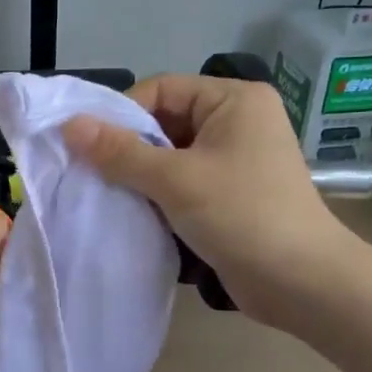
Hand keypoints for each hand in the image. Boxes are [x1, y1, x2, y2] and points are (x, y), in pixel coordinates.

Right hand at [61, 74, 360, 330]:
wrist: (303, 283)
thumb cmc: (242, 215)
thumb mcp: (175, 179)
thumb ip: (120, 152)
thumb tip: (69, 124)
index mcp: (233, 100)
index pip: (161, 89)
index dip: (122, 114)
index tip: (89, 147)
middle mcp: (237, 121)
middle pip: (165, 122)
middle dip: (129, 148)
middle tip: (92, 174)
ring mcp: (236, 159)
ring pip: (171, 156)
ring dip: (140, 175)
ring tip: (108, 195)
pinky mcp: (232, 194)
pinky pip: (184, 182)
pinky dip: (159, 195)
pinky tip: (135, 213)